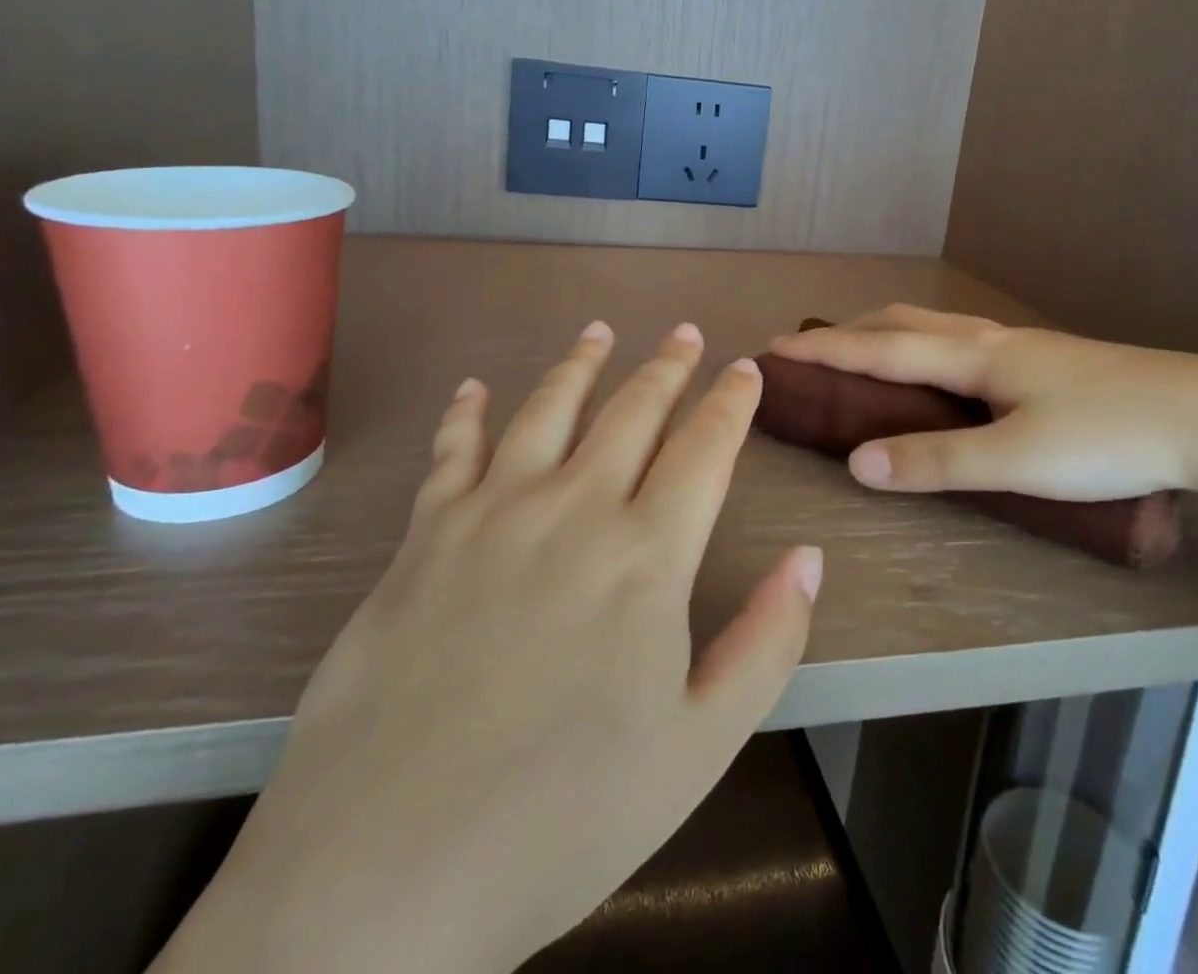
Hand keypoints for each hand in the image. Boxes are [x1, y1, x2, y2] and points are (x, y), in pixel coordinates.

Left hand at [154, 322, 822, 973]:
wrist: (389, 868)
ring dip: (581, 364)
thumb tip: (809, 558)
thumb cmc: (565, 816)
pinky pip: (453, 450)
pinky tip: (475, 387)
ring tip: (601, 330)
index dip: (731, 403)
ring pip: (549, 409)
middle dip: (667, 367)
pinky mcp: (425, 535)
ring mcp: (493, 512)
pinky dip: (467, 412)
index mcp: (647, 555)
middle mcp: (574, 508)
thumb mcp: (699, 747)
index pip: (705, 449)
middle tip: (685, 334)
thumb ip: (766, 643)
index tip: (746, 369)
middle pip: (633, 411)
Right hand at [771, 304, 1197, 502]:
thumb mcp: (1015, 459)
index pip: (878, 348)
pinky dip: (921, 343)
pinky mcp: (1044, 361)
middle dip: (849, 333)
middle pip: (901, 320)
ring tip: (863, 352)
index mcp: (973, 354)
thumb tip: (856, 463)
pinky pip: (958, 339)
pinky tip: (939, 369)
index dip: (823, 352)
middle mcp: (988, 338)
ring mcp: (1020, 346)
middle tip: (811, 352)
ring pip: (933, 324)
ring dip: (885, 332)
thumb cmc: (1110, 437)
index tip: (774, 351)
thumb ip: (935, 461)